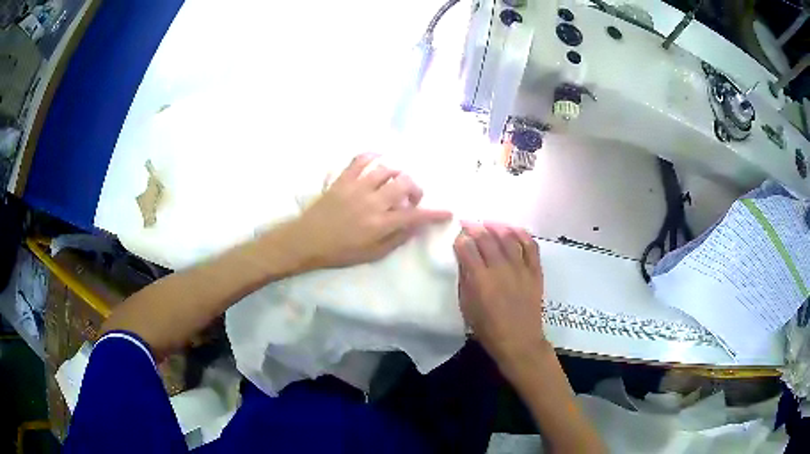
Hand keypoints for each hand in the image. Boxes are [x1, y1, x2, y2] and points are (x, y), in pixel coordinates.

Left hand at [290, 154, 451, 268]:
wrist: (307, 240)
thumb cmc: (340, 251)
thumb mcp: (372, 254)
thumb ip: (396, 239)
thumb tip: (415, 226)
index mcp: (380, 224)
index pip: (415, 215)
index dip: (435, 213)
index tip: (447, 212)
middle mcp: (372, 202)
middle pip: (405, 183)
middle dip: (416, 189)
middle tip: (411, 199)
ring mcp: (357, 187)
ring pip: (387, 169)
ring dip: (397, 175)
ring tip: (394, 183)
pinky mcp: (343, 179)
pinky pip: (361, 159)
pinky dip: (373, 156)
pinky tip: (378, 161)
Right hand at [454, 223, 545, 366]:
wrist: (519, 341)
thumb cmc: (488, 329)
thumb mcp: (467, 307)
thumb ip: (465, 281)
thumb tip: (464, 261)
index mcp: (480, 279)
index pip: (467, 248)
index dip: (460, 238)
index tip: (457, 234)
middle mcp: (500, 268)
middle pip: (486, 238)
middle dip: (475, 227)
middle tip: (468, 223)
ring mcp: (520, 268)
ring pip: (508, 237)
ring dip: (497, 226)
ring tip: (489, 223)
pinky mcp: (535, 271)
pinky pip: (530, 246)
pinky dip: (522, 234)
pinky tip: (514, 229)